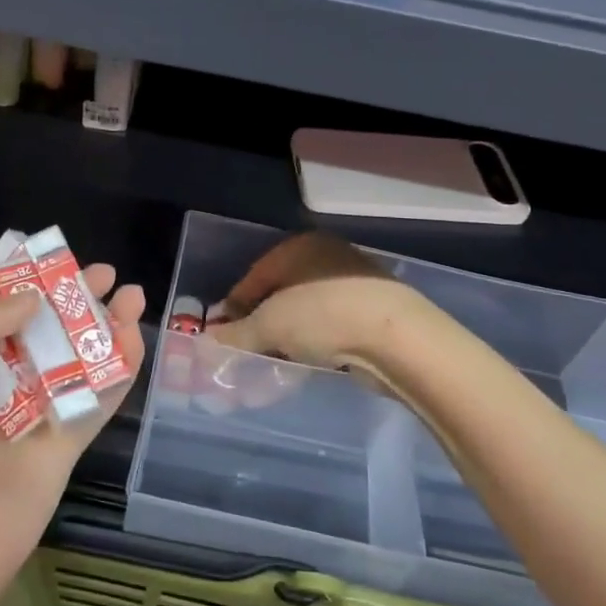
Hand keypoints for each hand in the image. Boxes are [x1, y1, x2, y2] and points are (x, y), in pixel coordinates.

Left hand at [0, 265, 145, 605]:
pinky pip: (98, 398)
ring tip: (133, 296)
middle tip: (106, 275)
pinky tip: (135, 338)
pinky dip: (120, 368)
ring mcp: (34, 413)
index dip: (23, 281)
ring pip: (76, 358)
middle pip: (42, 328)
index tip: (53, 258)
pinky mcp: (66, 443)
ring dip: (104, 326)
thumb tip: (30, 301)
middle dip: (72, 298)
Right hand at [206, 233, 432, 370]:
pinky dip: (316, 340)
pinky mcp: (374, 309)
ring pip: (307, 309)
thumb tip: (208, 340)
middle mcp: (327, 255)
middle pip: (281, 291)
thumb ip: (236, 333)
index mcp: (299, 246)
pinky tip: (310, 360)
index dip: (235, 305)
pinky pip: (331, 324)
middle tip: (248, 349)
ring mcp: (354, 281)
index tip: (222, 334)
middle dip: (262, 321)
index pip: (255, 275)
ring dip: (289, 333)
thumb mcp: (269, 326)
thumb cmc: (323, 316)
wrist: (397, 337)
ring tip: (276, 360)